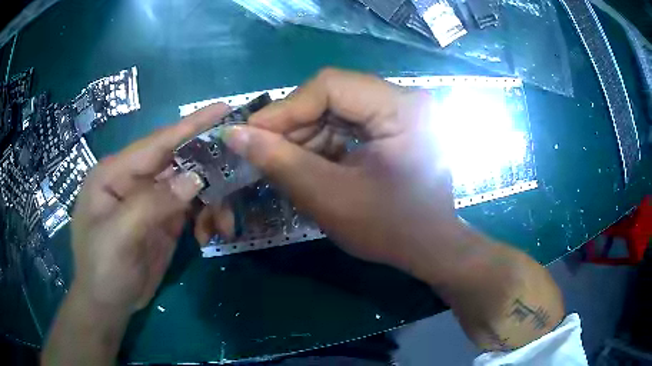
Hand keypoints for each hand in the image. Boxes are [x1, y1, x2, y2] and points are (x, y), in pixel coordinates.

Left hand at [71, 103, 228, 312]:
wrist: (108, 304)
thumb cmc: (103, 268)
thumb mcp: (120, 236)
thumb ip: (153, 203)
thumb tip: (195, 178)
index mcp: (115, 173)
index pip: (157, 143)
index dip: (190, 126)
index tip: (224, 109)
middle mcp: (134, 180)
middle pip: (177, 161)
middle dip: (209, 167)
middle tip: (242, 167)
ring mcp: (150, 200)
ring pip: (189, 186)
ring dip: (212, 201)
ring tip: (224, 224)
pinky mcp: (163, 220)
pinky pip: (192, 208)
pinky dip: (206, 217)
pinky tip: (210, 234)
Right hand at [211, 69, 462, 281]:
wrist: (430, 248)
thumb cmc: (390, 230)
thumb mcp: (329, 198)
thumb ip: (280, 161)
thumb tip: (234, 133)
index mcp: (402, 108)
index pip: (330, 86)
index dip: (285, 109)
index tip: (250, 134)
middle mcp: (405, 99)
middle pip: (333, 94)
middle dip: (294, 125)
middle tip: (263, 152)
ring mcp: (401, 111)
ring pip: (337, 108)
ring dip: (306, 135)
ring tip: (285, 163)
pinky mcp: (395, 125)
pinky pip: (349, 122)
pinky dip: (323, 141)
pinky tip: (309, 164)